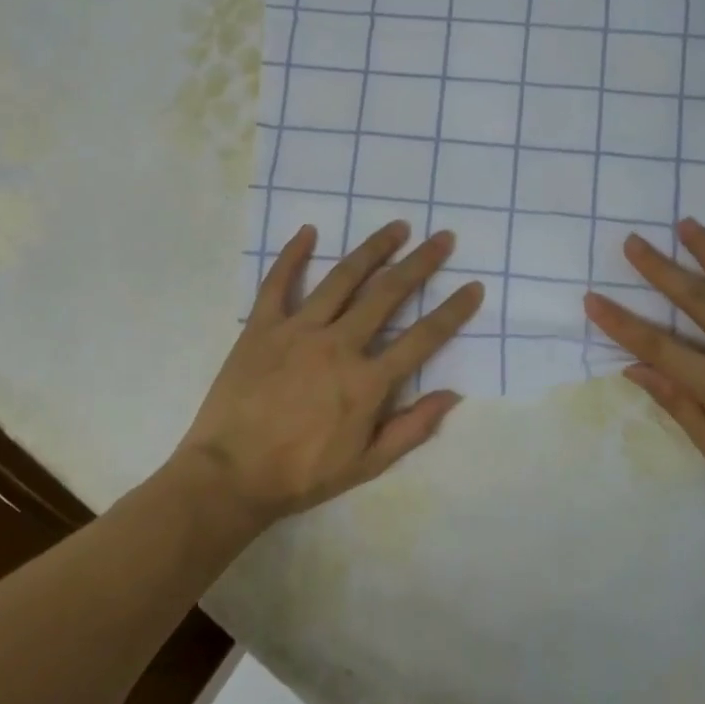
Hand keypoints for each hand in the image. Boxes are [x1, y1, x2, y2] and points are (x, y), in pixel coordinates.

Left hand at [178, 220, 483, 526]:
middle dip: (420, 263)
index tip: (474, 286)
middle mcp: (339, 345)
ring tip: (397, 227)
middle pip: (388, 294)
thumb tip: (452, 394)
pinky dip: (293, 255)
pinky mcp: (261, 327)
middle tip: (442, 238)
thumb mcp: (367, 464)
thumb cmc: (302, 474)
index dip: (453, 311)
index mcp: (368, 381)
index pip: (423, 338)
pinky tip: (308, 231)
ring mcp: (298, 330)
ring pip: (342, 278)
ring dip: (373, 249)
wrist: (230, 476)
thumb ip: (412, 428)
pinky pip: (278, 283)